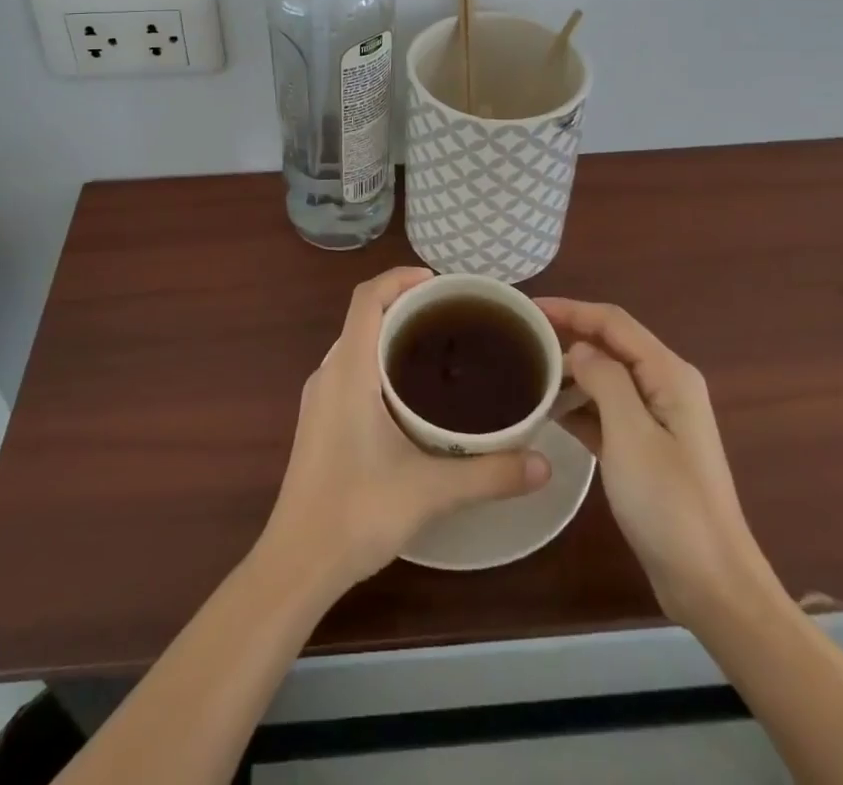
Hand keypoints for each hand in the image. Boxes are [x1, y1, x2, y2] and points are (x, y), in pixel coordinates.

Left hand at [260, 267, 551, 591]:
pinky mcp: (319, 422)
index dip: (399, 278)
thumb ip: (490, 474)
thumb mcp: (430, 491)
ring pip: (355, 346)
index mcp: (348, 370)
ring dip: (390, 336)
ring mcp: (318, 399)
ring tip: (437, 350)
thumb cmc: (356, 512)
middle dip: (404, 306)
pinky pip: (350, 371)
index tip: (439, 283)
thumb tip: (545, 464)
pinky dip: (378, 363)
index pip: (366, 298)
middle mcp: (328, 374)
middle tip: (452, 317)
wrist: (297, 563)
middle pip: (363, 317)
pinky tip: (409, 396)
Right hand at [538, 297, 779, 630]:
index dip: (570, 309)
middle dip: (567, 337)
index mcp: (668, 375)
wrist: (711, 586)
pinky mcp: (644, 449)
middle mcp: (665, 387)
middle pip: (610, 345)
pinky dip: (578, 406)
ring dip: (570, 373)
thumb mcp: (631, 435)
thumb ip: (605, 380)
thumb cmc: (670, 505)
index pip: (613, 322)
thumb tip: (579, 349)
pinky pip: (605, 411)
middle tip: (519, 339)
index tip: (526, 308)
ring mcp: (656, 420)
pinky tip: (547, 412)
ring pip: (605, 378)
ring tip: (525, 374)